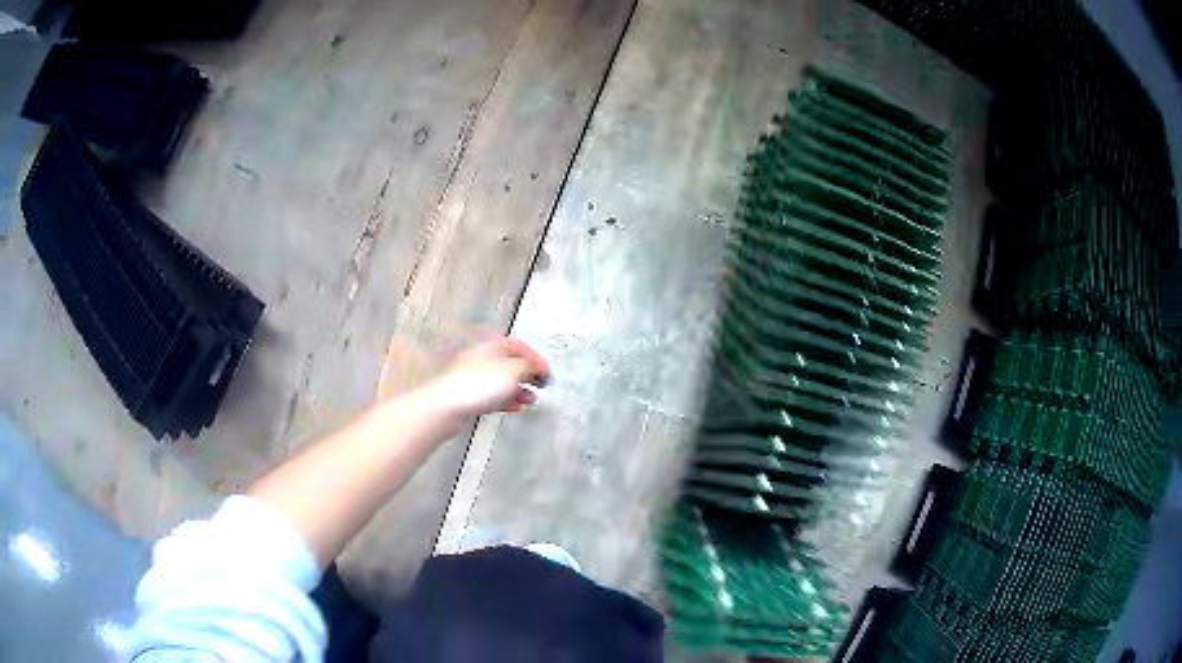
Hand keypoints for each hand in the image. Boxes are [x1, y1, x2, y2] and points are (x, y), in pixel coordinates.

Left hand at [424, 337, 550, 417]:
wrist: (447, 405)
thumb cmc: (475, 384)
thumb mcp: (513, 370)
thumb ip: (529, 366)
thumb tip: (537, 366)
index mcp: (492, 346)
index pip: (520, 348)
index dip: (536, 359)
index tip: (547, 371)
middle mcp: (482, 358)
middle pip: (511, 364)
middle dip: (528, 375)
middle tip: (541, 383)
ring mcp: (474, 377)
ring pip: (502, 381)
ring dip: (519, 390)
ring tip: (531, 399)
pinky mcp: (469, 395)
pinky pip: (493, 395)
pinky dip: (507, 400)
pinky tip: (515, 407)